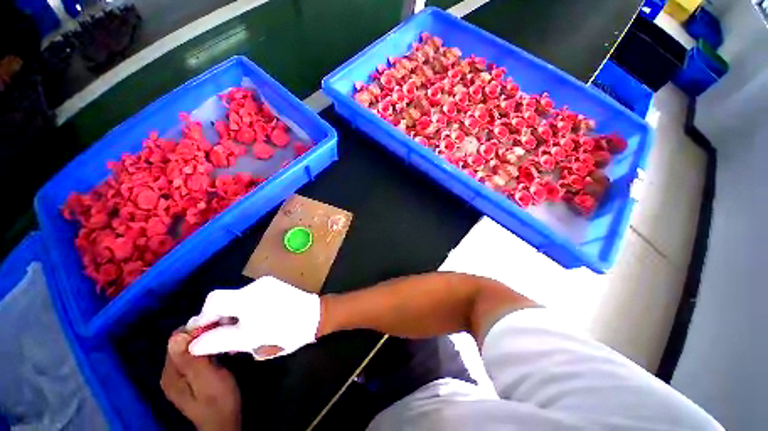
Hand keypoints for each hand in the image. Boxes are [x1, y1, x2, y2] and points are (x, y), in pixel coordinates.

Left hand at [161, 332, 240, 430]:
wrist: (225, 422)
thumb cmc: (219, 400)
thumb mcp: (206, 379)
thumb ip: (191, 359)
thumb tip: (176, 336)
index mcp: (171, 374)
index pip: (176, 340)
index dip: (196, 330)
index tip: (217, 325)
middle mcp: (171, 372)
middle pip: (182, 343)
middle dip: (202, 333)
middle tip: (224, 330)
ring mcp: (180, 375)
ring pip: (190, 347)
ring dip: (207, 340)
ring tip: (225, 337)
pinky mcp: (191, 377)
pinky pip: (196, 355)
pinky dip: (208, 348)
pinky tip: (221, 349)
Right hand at [188, 276, 320, 358]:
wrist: (316, 316)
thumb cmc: (286, 332)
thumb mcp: (250, 342)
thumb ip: (219, 341)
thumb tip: (194, 343)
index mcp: (248, 298)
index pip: (213, 301)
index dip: (203, 318)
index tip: (202, 335)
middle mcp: (255, 286)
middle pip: (224, 299)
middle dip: (217, 318)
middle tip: (219, 337)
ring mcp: (266, 284)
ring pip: (237, 299)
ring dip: (231, 315)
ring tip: (236, 333)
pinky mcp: (274, 285)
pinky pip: (250, 297)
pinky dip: (244, 309)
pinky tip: (250, 322)